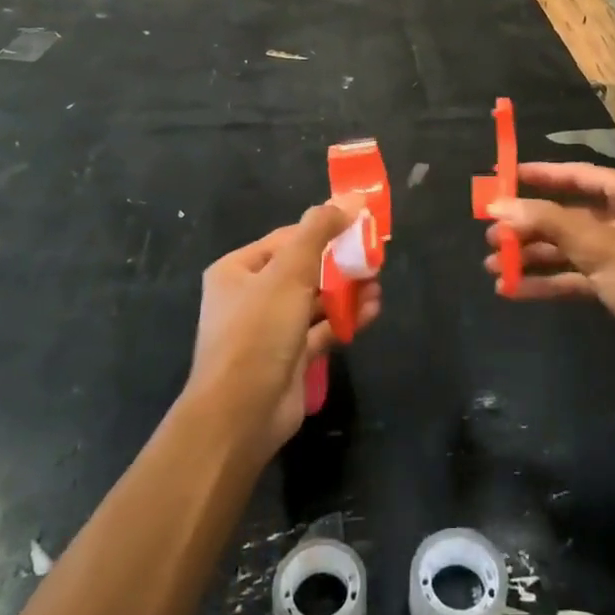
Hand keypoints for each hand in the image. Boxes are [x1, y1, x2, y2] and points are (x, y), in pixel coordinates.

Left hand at [190, 197, 379, 453]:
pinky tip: (373, 310)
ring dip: (347, 291)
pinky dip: (346, 319)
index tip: (359, 226)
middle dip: (339, 263)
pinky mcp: (291, 357)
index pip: (286, 239)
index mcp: (237, 270)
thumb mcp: (289, 272)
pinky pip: (322, 328)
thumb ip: (317, 232)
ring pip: (315, 300)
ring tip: (377, 284)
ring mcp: (270, 329)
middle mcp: (251, 296)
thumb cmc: (259, 331)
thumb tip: (345, 201)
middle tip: (374, 257)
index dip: (322, 230)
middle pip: (303, 269)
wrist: (242, 414)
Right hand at [486, 163, 614, 369]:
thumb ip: (546, 221)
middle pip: (567, 214)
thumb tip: (498, 204)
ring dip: (533, 256)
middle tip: (489, 233)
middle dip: (528, 226)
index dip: (538, 175)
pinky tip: (514, 289)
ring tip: (492, 265)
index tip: (502, 176)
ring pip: (568, 248)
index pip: (577, 175)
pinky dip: (548, 281)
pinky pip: (576, 276)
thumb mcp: (597, 244)